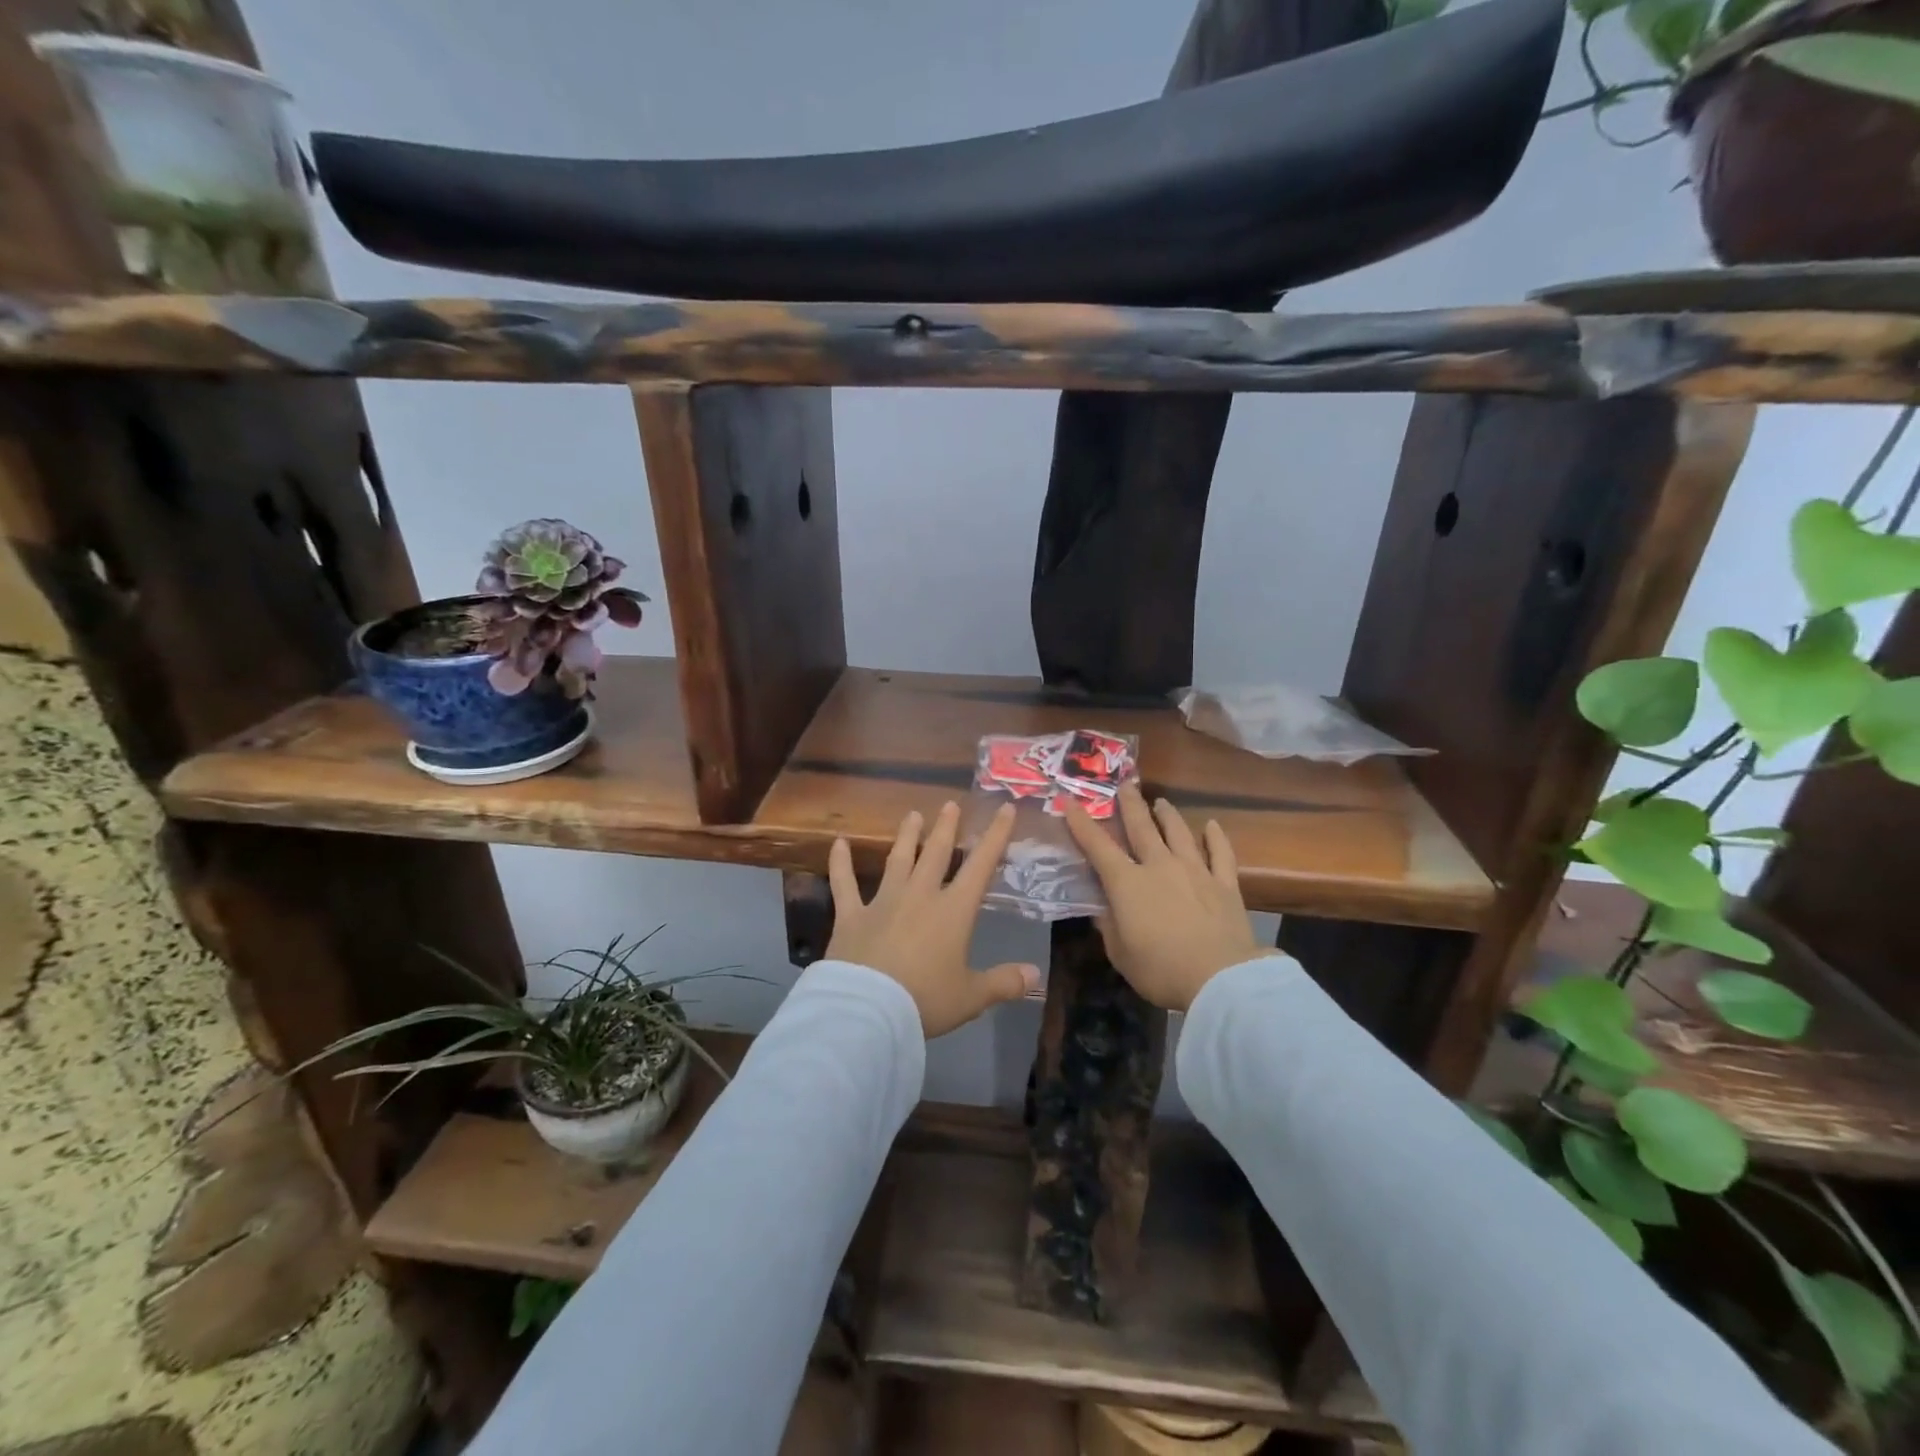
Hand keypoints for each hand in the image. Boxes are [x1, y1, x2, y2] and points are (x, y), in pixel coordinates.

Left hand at [825, 801, 1039, 1037]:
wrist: (869, 1010)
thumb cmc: (925, 1000)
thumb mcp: (971, 997)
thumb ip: (1003, 983)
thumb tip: (1035, 974)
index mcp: (953, 911)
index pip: (981, 866)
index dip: (995, 836)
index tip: (1005, 809)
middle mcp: (920, 896)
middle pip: (936, 854)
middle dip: (946, 828)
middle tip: (950, 804)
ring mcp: (883, 901)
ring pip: (898, 859)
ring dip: (906, 836)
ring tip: (912, 815)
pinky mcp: (851, 915)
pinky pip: (844, 884)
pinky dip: (840, 863)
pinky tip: (838, 842)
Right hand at [1064, 782, 1266, 1011]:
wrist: (1220, 978)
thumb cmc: (1160, 969)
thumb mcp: (1120, 954)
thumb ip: (1109, 926)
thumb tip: (1103, 909)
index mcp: (1127, 883)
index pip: (1098, 846)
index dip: (1081, 823)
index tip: (1070, 801)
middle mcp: (1159, 866)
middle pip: (1142, 827)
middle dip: (1130, 804)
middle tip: (1124, 785)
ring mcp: (1195, 870)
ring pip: (1179, 832)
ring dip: (1167, 814)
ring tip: (1161, 802)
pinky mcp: (1225, 883)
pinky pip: (1220, 853)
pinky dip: (1216, 837)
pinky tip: (1212, 825)